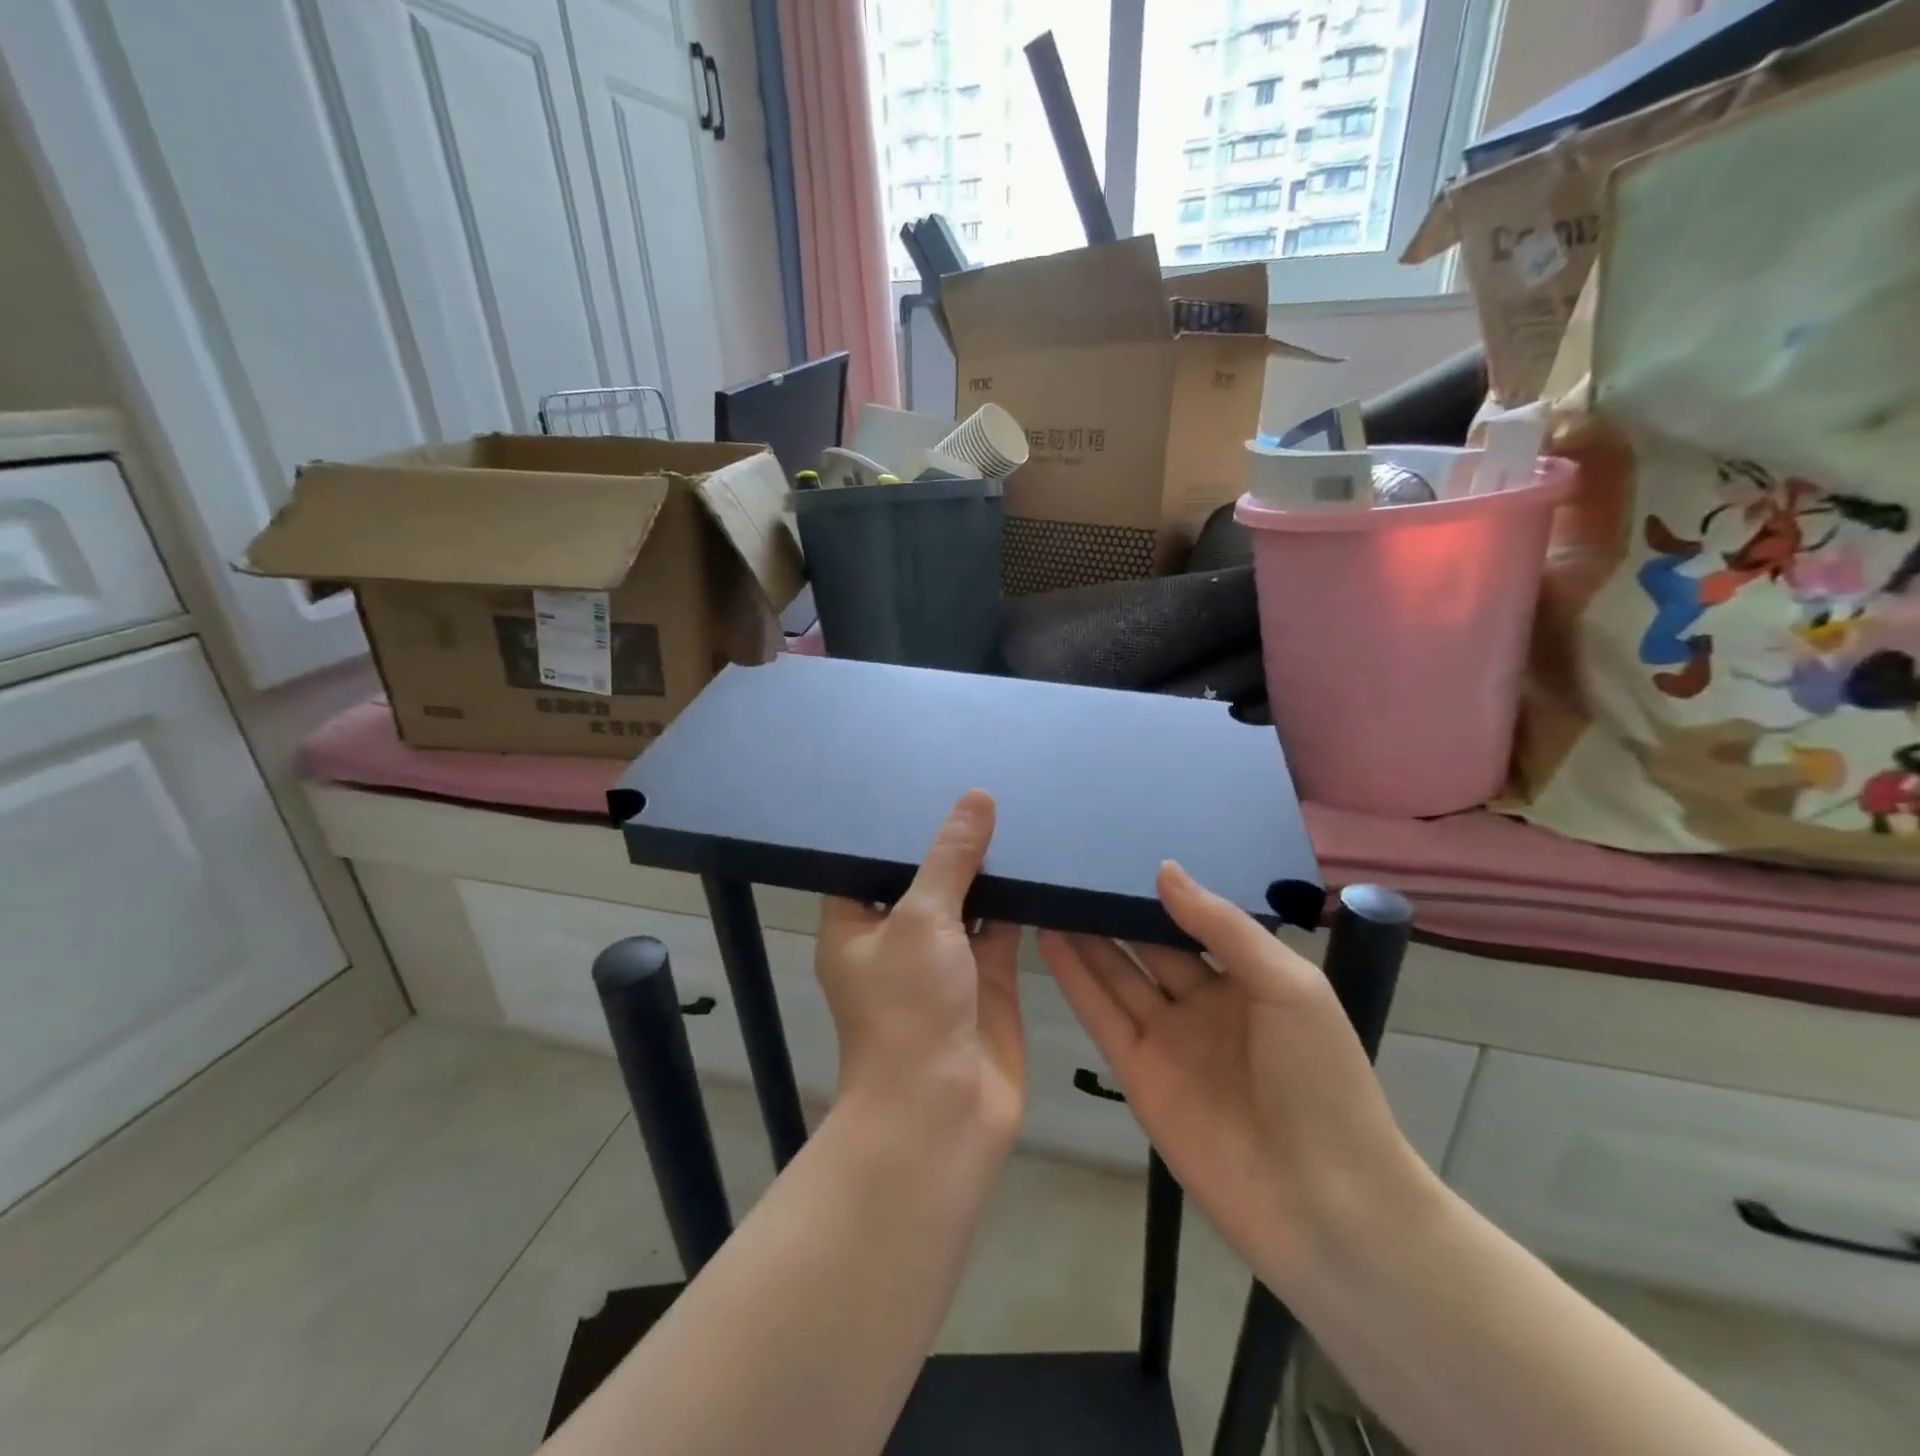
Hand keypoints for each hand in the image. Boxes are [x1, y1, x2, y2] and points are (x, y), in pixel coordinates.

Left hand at [815, 790, 1023, 1147]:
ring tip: (1011, 808)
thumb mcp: (922, 919)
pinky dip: (1016, 900)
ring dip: (986, 868)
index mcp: (855, 925)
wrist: (942, 1114)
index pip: (868, 862)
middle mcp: (896, 938)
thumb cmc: (909, 1008)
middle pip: (922, 878)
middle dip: (948, 842)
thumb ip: (951, 858)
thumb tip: (975, 797)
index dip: (893, 826)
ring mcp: (943, 959)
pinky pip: (1000, 927)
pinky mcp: (986, 978)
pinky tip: (1036, 858)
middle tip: (978, 786)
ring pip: (965, 900)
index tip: (922, 780)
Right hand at [1037, 862, 1425, 1285]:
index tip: (1121, 851)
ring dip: (1085, 937)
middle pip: (1148, 946)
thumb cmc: (1320, 1080)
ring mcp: (1168, 1040)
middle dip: (1115, 910)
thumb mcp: (1286, 985)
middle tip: (1071, 866)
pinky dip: (1074, 979)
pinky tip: (1049, 940)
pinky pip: (1101, 1016)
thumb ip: (1222, 927)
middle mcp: (1203, 1004)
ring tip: (1049, 893)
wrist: (1324, 1205)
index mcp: (1248, 980)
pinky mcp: (1137, 1074)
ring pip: (1117, 975)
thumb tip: (1165, 870)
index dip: (1160, 893)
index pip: (1194, 924)